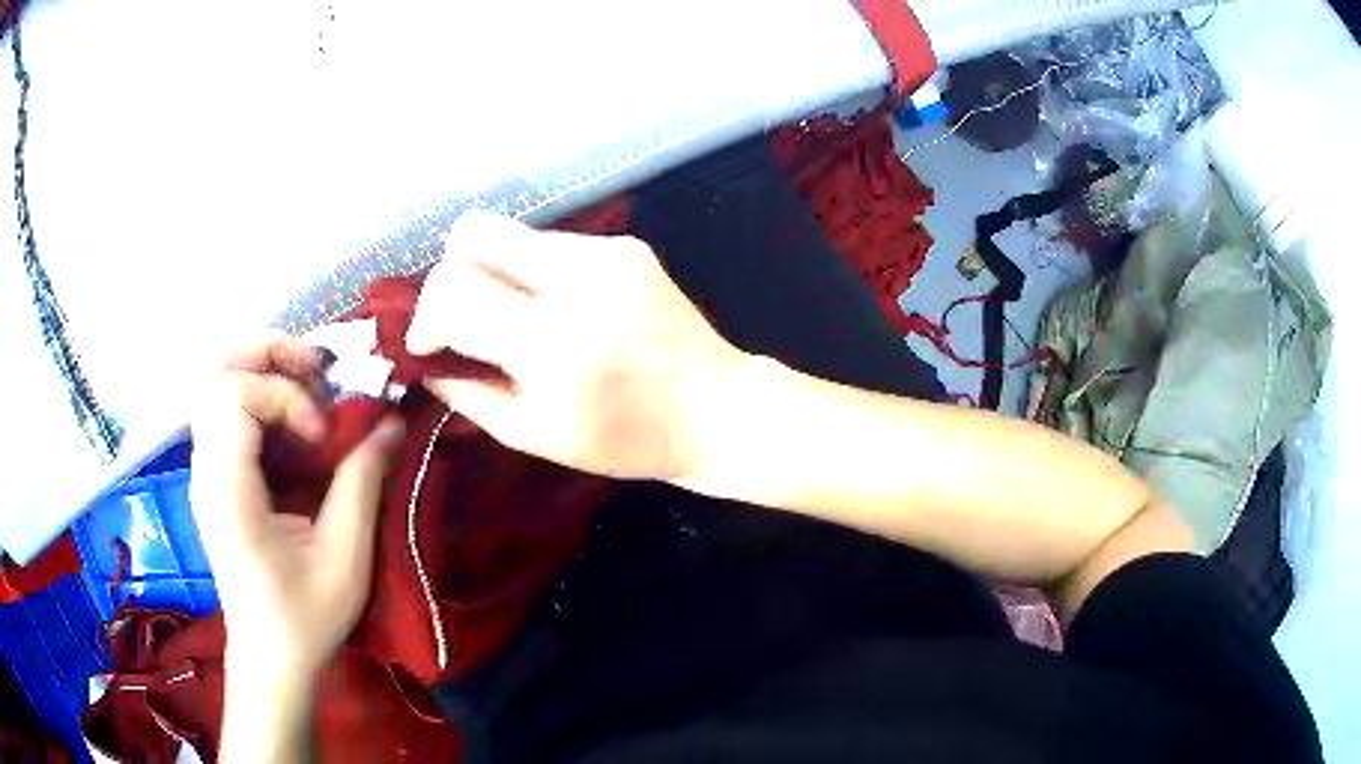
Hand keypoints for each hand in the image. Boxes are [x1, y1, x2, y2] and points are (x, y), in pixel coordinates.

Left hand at [190, 337, 403, 686]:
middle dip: (269, 355)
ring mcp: (204, 474)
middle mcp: (205, 471)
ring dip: (262, 370)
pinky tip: (291, 418)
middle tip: (316, 368)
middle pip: (217, 374)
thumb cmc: (305, 617)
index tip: (322, 437)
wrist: (270, 658)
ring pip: (216, 386)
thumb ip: (362, 482)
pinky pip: (223, 412)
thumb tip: (391, 421)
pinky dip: (258, 396)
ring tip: (307, 384)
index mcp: (227, 492)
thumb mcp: (345, 558)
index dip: (285, 396)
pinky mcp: (213, 480)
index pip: (235, 396)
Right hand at [406, 212, 745, 480]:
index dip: (424, 315)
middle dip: (449, 274)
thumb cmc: (625, 440)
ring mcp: (608, 254)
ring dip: (495, 273)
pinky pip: (552, 243)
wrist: (716, 410)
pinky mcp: (628, 246)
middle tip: (462, 317)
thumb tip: (423, 361)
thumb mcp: (535, 435)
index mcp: (553, 346)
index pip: (453, 289)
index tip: (430, 343)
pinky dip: (536, 273)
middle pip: (472, 232)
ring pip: (511, 235)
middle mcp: (579, 283)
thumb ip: (468, 392)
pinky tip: (562, 308)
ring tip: (518, 317)